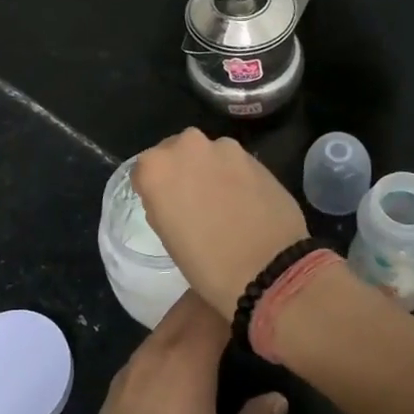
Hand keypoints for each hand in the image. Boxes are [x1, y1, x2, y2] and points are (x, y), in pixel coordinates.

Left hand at [75, 293, 286, 413]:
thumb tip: (277, 398)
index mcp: (189, 356)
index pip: (214, 305)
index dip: (236, 299)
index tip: (258, 307)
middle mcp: (158, 347)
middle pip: (187, 305)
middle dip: (214, 301)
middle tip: (242, 314)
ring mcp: (133, 362)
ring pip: (167, 323)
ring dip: (191, 321)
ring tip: (218, 337)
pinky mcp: (118, 382)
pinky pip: (151, 345)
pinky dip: (172, 342)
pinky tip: (185, 366)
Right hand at [131, 128, 308, 317]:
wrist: (269, 267)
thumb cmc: (207, 263)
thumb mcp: (168, 237)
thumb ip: (162, 204)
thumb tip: (172, 196)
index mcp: (156, 167)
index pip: (144, 170)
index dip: (154, 189)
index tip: (164, 207)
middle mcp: (187, 146)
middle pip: (175, 153)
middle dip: (181, 171)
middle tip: (192, 202)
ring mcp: (224, 148)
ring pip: (207, 155)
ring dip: (209, 171)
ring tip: (222, 203)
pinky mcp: (253, 156)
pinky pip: (233, 163)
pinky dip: (234, 176)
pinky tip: (244, 202)